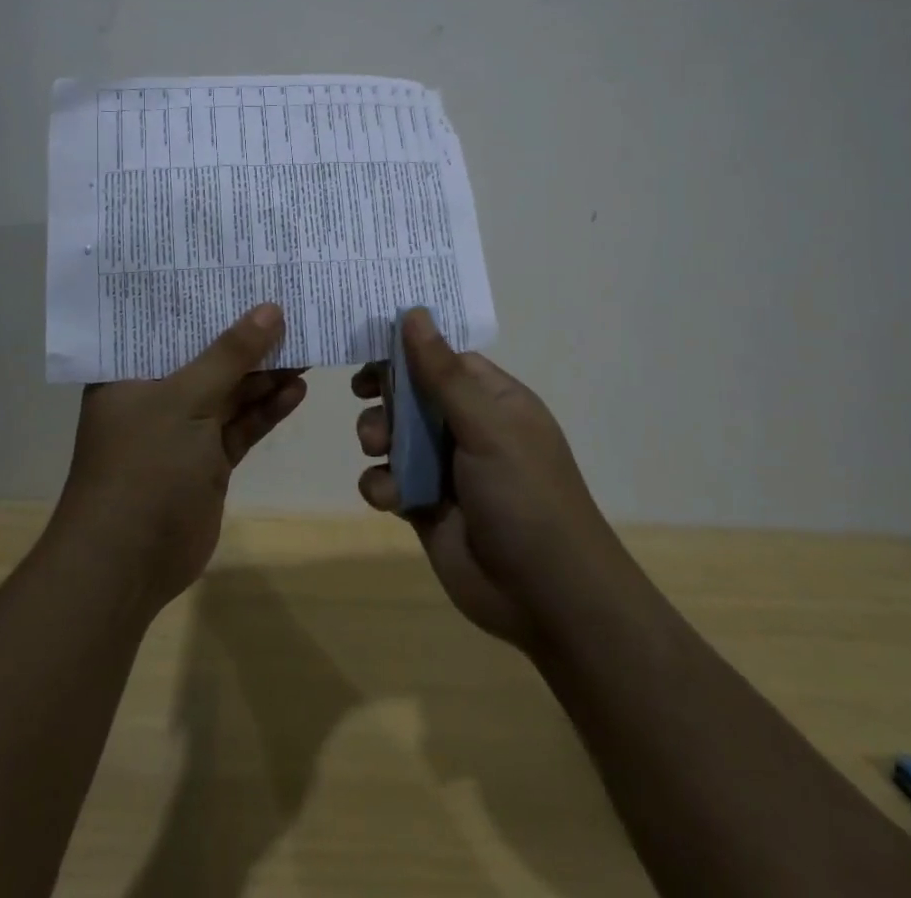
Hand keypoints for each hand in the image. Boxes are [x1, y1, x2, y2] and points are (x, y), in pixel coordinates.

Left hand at [58, 304, 306, 613]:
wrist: (127, 564)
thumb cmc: (143, 465)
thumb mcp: (185, 399)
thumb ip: (230, 354)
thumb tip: (271, 309)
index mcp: (129, 373)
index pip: (167, 324)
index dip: (203, 299)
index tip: (241, 272)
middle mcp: (155, 395)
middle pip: (206, 356)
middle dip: (245, 336)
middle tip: (288, 303)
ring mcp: (184, 430)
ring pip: (230, 391)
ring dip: (265, 372)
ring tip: (305, 342)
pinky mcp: (208, 461)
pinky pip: (242, 426)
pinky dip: (268, 409)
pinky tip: (298, 388)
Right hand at [353, 309, 620, 654]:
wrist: (547, 597)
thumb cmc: (524, 495)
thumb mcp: (486, 426)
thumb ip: (443, 373)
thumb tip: (413, 312)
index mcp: (491, 400)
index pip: (442, 357)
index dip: (406, 347)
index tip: (366, 341)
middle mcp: (467, 428)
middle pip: (411, 393)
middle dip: (385, 394)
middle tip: (363, 394)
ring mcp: (444, 468)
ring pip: (393, 435)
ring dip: (376, 435)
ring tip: (376, 446)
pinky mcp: (424, 506)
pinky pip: (388, 480)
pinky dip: (381, 484)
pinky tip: (391, 497)